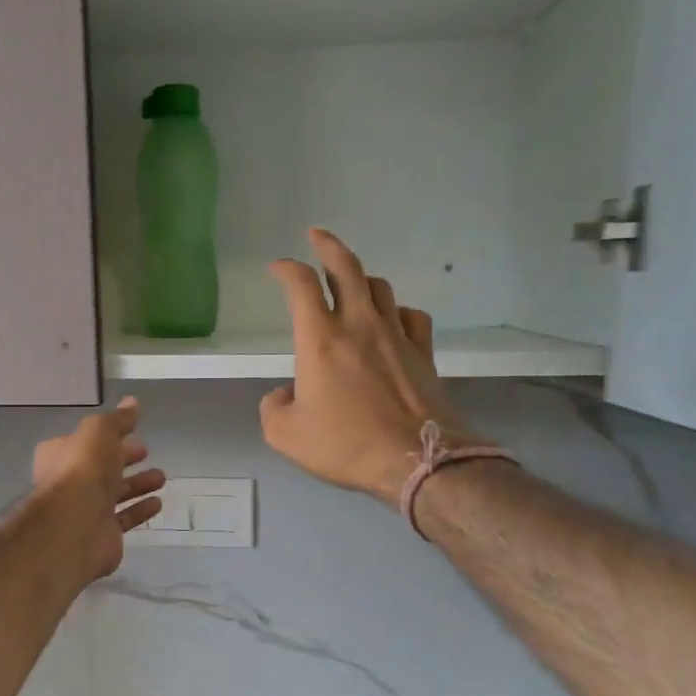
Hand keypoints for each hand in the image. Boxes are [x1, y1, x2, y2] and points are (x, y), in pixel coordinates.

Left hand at [33, 398, 166, 581]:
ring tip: (161, 477)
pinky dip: (139, 509)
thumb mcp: (100, 431)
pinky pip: (123, 518)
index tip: (133, 432)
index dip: (108, 435)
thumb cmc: (83, 470)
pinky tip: (157, 503)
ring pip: (114, 493)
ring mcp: (84, 510)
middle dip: (124, 458)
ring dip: (137, 484)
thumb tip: (132, 402)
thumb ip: (118, 419)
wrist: (75, 526)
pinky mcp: (101, 534)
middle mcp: (69, 481)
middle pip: (101, 467)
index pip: (85, 440)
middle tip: (146, 452)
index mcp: (60, 454)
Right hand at [260, 229, 473, 502]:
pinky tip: (392, 319)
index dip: (286, 269)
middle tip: (317, 235)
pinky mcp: (423, 352)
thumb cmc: (346, 444)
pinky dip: (396, 310)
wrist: (414, 460)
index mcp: (320, 339)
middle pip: (347, 268)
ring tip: (351, 280)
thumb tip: (284, 394)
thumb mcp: (285, 435)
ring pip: (380, 287)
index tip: (277, 267)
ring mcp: (396, 335)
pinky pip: (410, 315)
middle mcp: (359, 325)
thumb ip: (273, 407)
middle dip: (328, 246)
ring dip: (361, 277)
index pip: (301, 286)